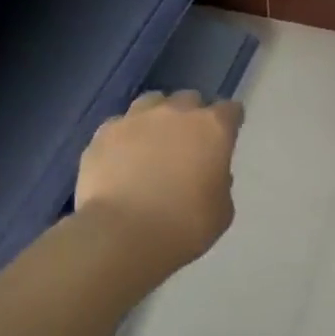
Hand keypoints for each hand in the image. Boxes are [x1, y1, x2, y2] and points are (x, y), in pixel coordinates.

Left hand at [76, 90, 242, 271]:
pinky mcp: (103, 133)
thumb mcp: (221, 211)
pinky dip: (124, 137)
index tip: (226, 136)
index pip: (230, 110)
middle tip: (188, 143)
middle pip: (190, 99)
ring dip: (157, 117)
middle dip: (192, 116)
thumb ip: (220, 183)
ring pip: (152, 102)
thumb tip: (209, 173)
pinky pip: (119, 125)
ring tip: (152, 142)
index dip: (230, 122)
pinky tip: (121, 158)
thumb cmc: (184, 225)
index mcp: (213, 128)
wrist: (122, 235)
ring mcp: (136, 119)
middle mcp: (176, 113)